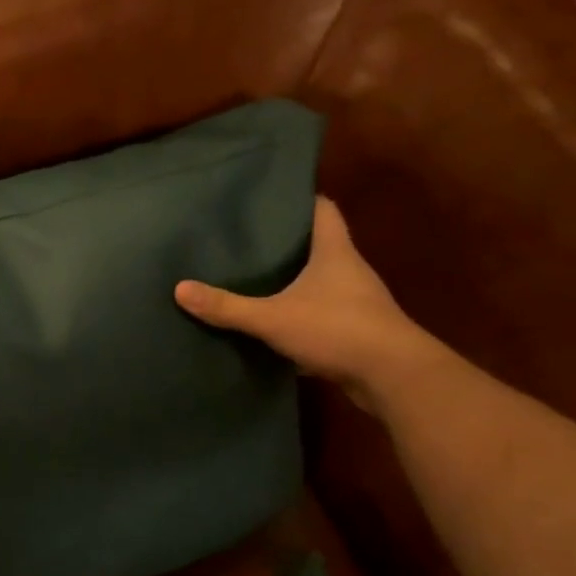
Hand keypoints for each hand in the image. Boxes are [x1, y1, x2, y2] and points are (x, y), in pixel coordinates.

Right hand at [175, 197, 439, 412]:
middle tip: (247, 240)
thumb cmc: (337, 329)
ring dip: (294, 282)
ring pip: (321, 283)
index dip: (301, 199)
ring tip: (254, 280)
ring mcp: (358, 303)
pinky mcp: (357, 333)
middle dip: (287, 243)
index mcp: (335, 252)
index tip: (271, 197)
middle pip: (319, 245)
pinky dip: (301, 316)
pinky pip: (323, 315)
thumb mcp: (273, 318)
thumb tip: (180, 289)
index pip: (323, 209)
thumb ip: (228, 307)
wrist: (395, 378)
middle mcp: (350, 271)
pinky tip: (274, 325)